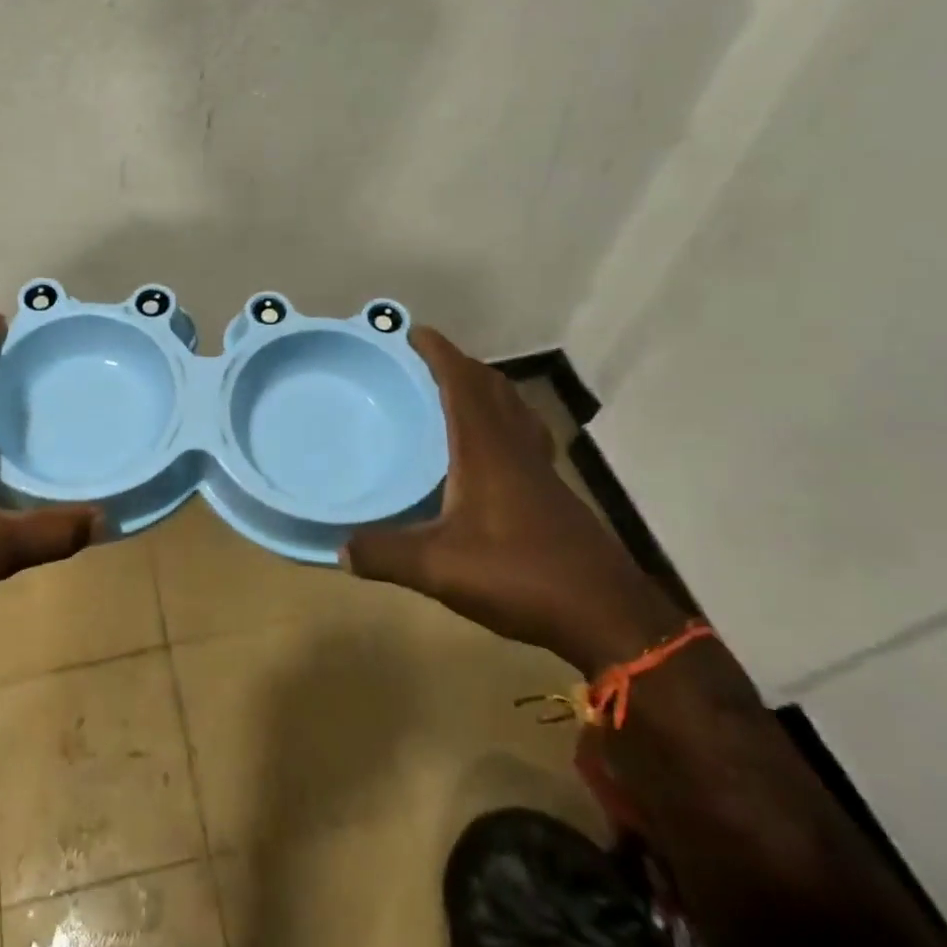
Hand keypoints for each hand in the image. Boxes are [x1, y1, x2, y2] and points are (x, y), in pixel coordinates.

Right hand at [341, 326, 684, 675]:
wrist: (606, 613)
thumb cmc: (520, 575)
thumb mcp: (439, 568)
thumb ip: (386, 555)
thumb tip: (340, 550)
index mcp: (487, 451)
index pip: (463, 385)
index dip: (440, 354)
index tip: (415, 332)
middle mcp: (516, 450)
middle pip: (493, 389)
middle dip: (461, 366)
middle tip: (428, 363)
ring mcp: (540, 472)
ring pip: (514, 412)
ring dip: (486, 392)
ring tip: (456, 395)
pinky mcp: (552, 495)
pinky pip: (523, 439)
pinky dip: (502, 425)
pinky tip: (488, 454)